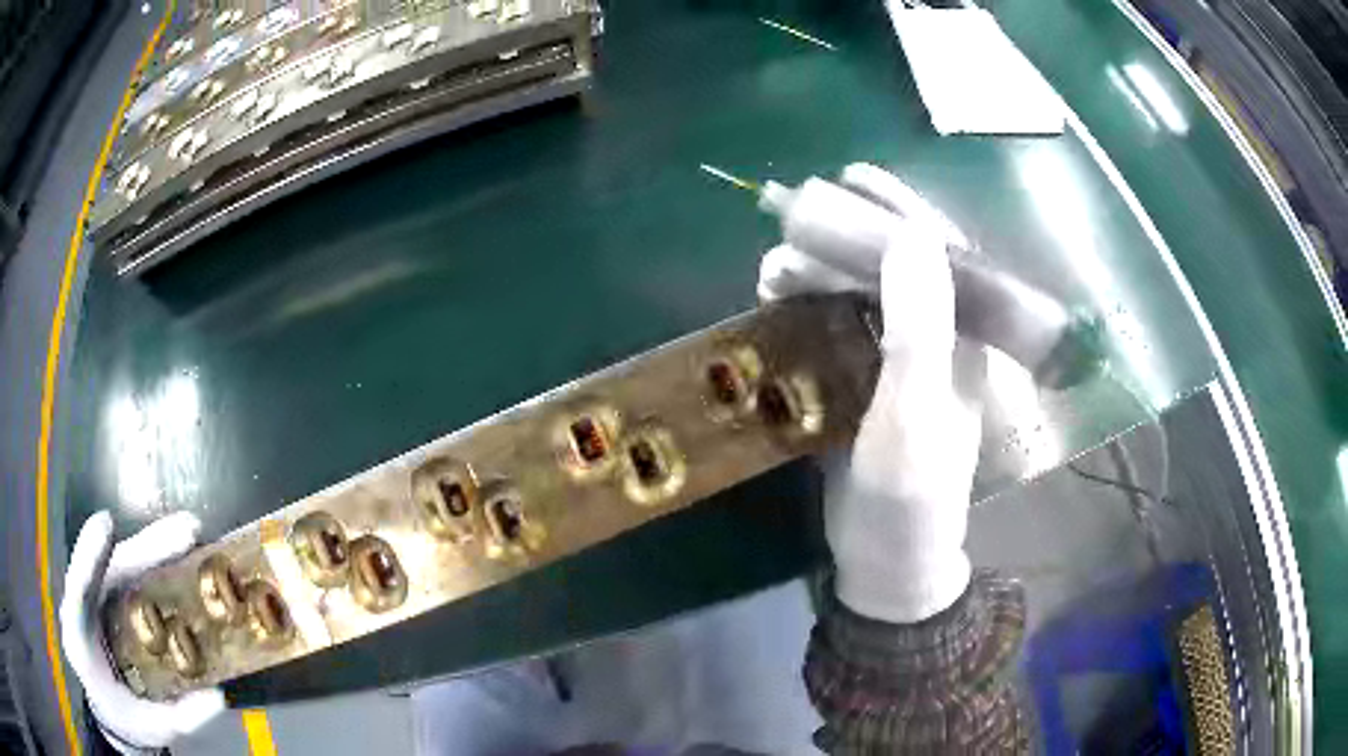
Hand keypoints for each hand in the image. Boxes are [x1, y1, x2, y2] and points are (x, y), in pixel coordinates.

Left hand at [60, 511, 225, 750]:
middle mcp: (84, 605)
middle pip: (109, 568)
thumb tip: (216, 695)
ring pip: (120, 565)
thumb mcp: (151, 727)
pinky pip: (129, 575)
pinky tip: (181, 554)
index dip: (90, 556)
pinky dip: (154, 561)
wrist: (111, 715)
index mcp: (80, 638)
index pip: (80, 591)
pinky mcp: (110, 598)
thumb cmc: (125, 719)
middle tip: (186, 530)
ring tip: (191, 533)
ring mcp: (97, 598)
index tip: (106, 524)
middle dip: (145, 547)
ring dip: (154, 547)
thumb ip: (179, 715)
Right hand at [759, 164, 984, 623]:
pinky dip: (806, 310)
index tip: (850, 177)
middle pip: (893, 268)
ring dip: (818, 273)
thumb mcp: (916, 412)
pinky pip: (836, 329)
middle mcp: (936, 341)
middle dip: (844, 239)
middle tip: (789, 225)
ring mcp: (898, 364)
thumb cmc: (911, 496)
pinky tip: (775, 305)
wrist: (888, 563)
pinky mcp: (864, 386)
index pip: (938, 253)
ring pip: (860, 296)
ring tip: (771, 269)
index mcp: (963, 340)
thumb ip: (920, 326)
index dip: (897, 209)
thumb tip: (910, 233)